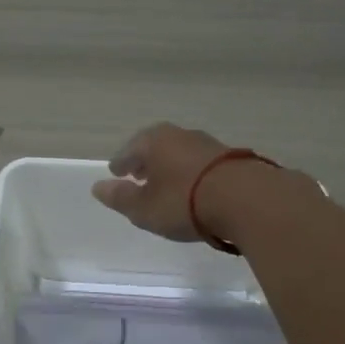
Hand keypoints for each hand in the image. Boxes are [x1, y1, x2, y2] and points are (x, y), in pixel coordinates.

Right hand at [90, 122, 242, 242]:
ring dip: (170, 167)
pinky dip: (192, 173)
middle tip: (138, 176)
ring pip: (180, 153)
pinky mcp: (232, 158)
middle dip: (145, 161)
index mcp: (154, 141)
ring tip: (166, 184)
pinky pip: (201, 164)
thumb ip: (120, 198)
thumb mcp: (144, 208)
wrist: (246, 199)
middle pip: (155, 146)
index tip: (116, 173)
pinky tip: (194, 188)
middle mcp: (180, 135)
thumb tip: (98, 187)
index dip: (120, 164)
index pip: (128, 150)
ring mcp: (209, 144)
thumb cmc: (184, 202)